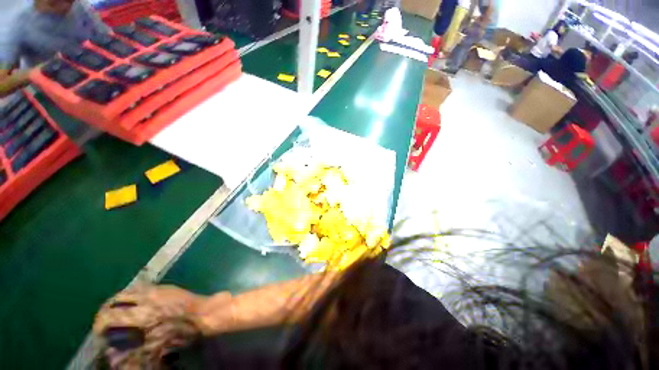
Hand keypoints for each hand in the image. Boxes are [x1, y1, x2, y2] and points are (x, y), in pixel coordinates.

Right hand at [93, 285, 208, 368]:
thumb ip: (133, 350)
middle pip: (116, 298)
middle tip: (104, 320)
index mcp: (143, 314)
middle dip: (105, 309)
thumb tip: (112, 354)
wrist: (205, 313)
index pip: (110, 315)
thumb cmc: (183, 332)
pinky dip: (132, 294)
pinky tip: (134, 303)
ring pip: (129, 290)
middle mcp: (147, 297)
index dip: (99, 324)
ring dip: (118, 300)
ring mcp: (158, 289)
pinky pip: (143, 287)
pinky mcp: (166, 286)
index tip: (98, 333)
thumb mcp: (157, 346)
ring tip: (116, 311)